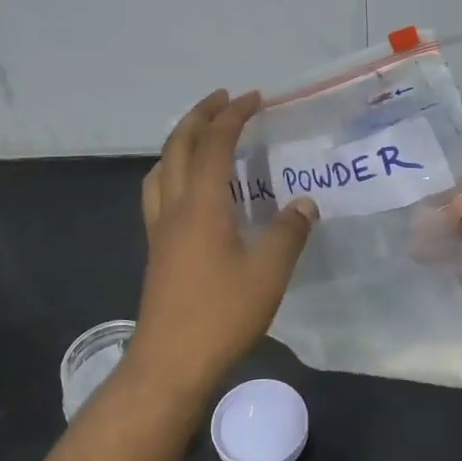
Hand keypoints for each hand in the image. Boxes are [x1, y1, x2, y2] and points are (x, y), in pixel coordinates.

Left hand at [126, 90, 316, 400]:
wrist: (171, 362)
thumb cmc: (222, 315)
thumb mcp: (269, 273)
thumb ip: (288, 233)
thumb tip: (304, 204)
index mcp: (201, 205)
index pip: (215, 144)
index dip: (234, 116)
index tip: (255, 98)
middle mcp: (174, 208)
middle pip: (178, 146)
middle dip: (200, 116)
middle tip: (223, 100)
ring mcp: (159, 230)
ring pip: (161, 169)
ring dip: (180, 142)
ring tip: (201, 136)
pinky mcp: (156, 250)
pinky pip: (158, 193)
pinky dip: (172, 172)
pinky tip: (188, 190)